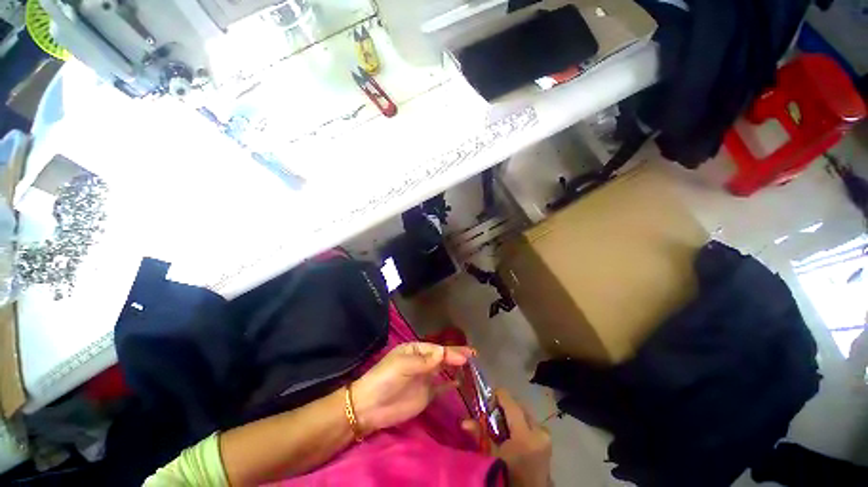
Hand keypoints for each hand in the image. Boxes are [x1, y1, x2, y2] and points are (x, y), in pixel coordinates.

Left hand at [351, 342, 472, 433]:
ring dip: (456, 366)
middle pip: (442, 357)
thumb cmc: (385, 379)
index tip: (465, 356)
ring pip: (444, 369)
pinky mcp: (426, 394)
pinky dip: (450, 384)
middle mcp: (422, 362)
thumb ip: (424, 361)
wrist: (370, 407)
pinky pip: (441, 387)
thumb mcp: (403, 365)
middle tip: (474, 355)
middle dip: (457, 355)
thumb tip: (443, 353)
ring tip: (471, 366)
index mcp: (415, 350)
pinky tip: (460, 382)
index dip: (451, 352)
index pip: (437, 349)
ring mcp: (425, 378)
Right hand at [463, 389, 551, 486]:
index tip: (486, 400)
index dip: (497, 396)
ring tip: (501, 427)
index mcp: (526, 435)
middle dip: (504, 407)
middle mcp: (539, 431)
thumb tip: (464, 421)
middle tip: (491, 416)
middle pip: (518, 406)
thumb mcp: (492, 456)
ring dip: (512, 416)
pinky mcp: (547, 441)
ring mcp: (546, 436)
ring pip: (525, 414)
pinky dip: (520, 423)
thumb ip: (480, 435)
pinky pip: (531, 423)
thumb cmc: (509, 475)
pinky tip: (512, 435)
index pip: (510, 402)